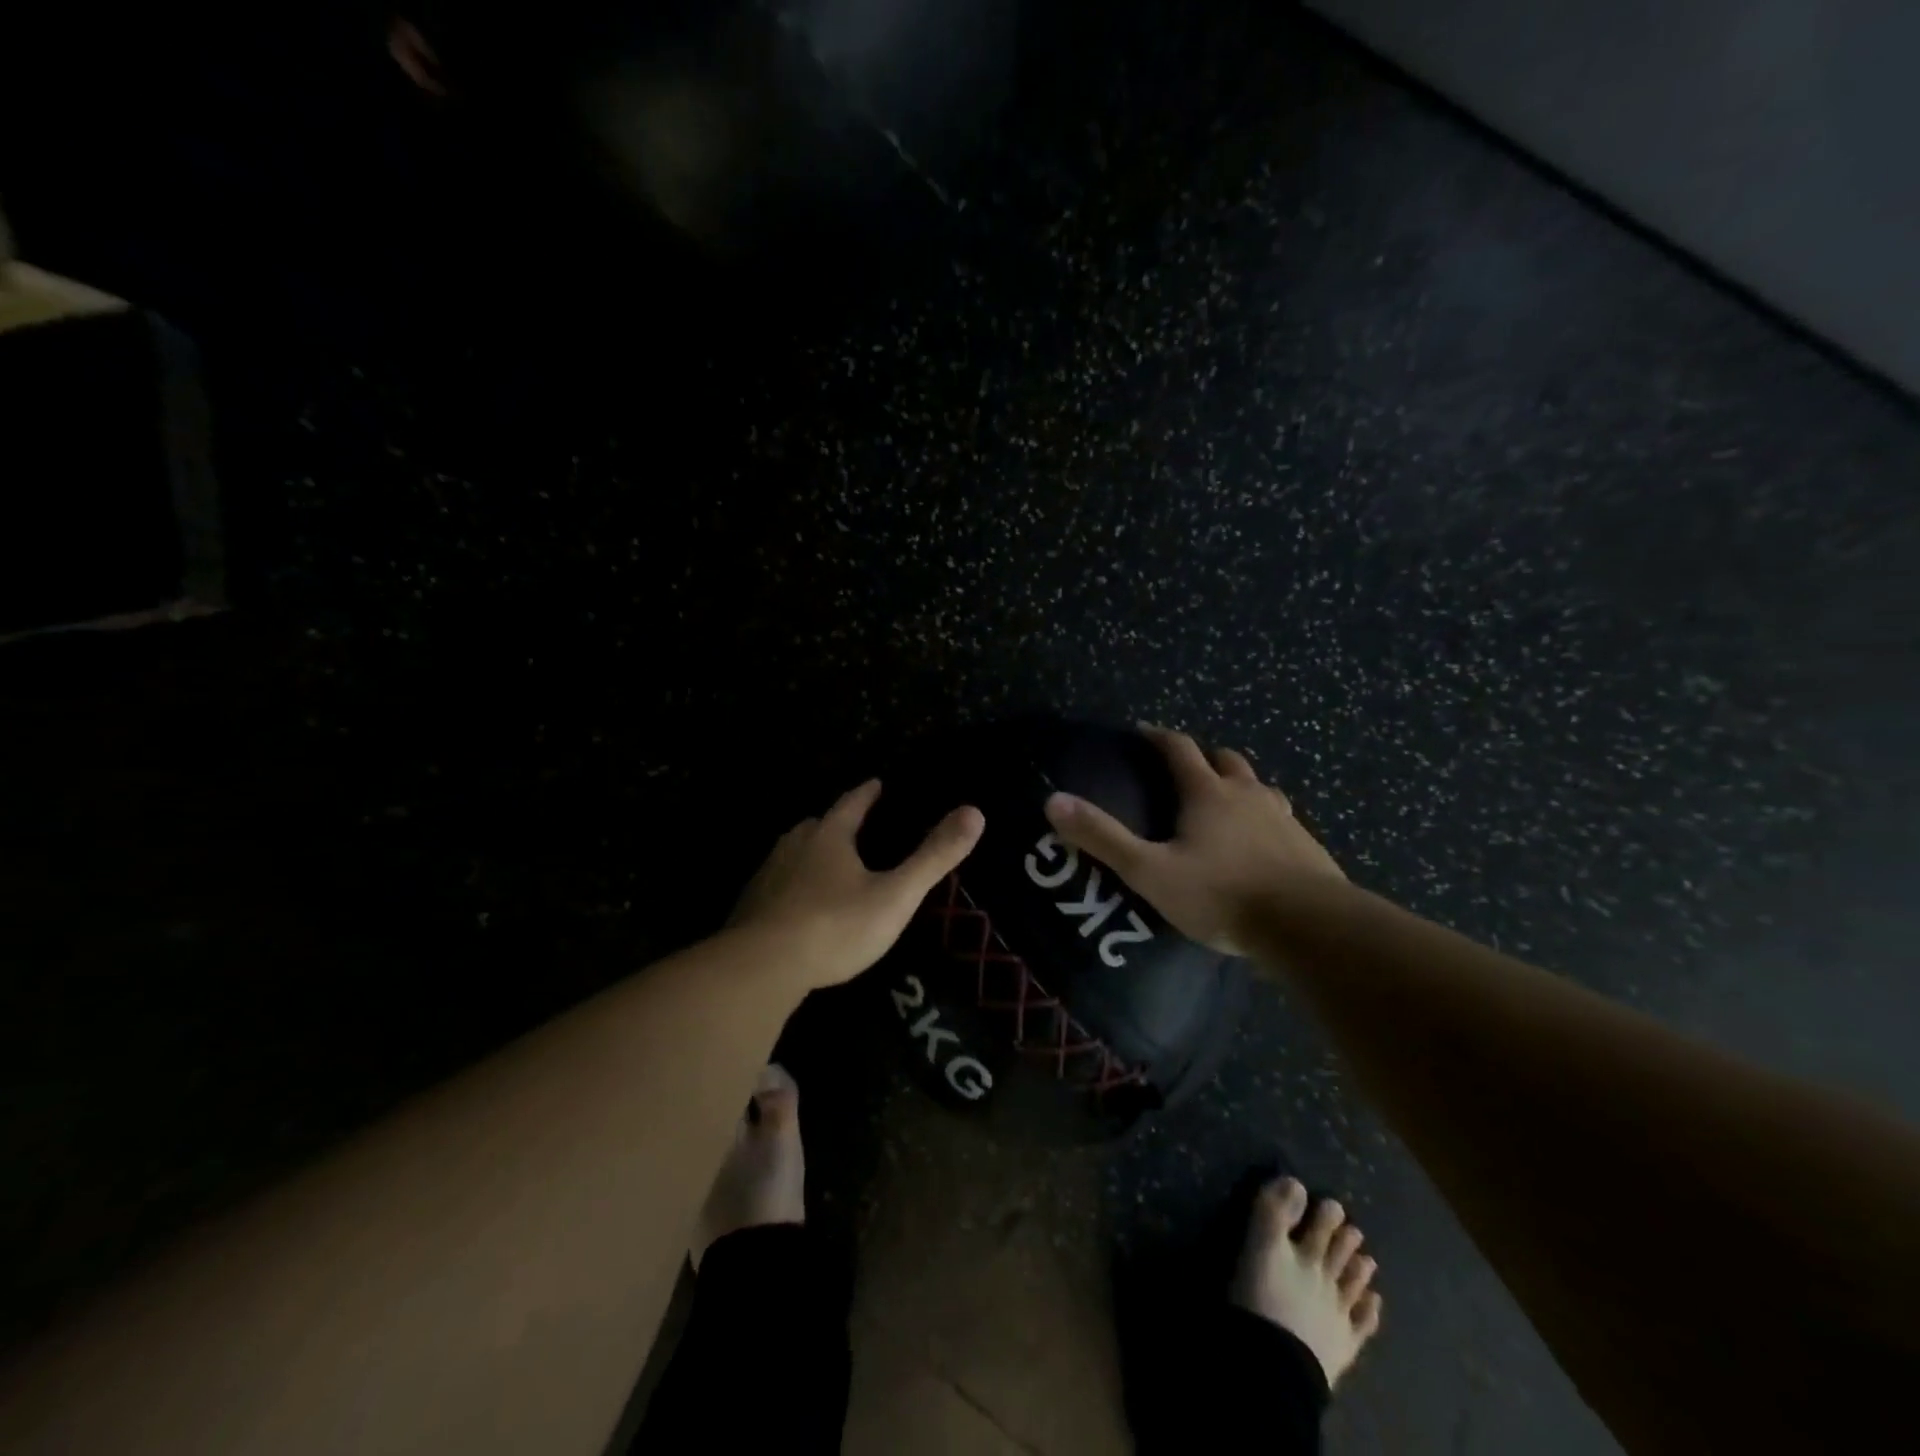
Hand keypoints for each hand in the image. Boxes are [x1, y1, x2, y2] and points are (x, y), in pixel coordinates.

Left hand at [729, 780, 984, 989]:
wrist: (761, 968)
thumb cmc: (835, 926)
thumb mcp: (895, 895)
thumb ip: (933, 857)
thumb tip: (975, 811)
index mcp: (828, 836)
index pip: (851, 803)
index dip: (868, 793)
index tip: (878, 783)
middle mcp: (793, 846)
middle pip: (817, 825)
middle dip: (837, 823)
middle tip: (855, 827)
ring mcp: (767, 876)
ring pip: (793, 853)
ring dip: (812, 853)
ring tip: (829, 864)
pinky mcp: (749, 907)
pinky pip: (777, 885)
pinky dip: (792, 886)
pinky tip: (799, 906)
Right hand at [1043, 726, 1344, 955]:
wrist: (1308, 925)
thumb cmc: (1221, 894)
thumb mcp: (1150, 871)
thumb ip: (1102, 838)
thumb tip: (1053, 800)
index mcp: (1207, 793)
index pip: (1179, 749)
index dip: (1158, 736)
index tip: (1142, 731)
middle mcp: (1246, 795)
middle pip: (1225, 760)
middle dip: (1202, 757)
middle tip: (1183, 769)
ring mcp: (1282, 818)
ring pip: (1258, 787)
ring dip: (1238, 785)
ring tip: (1224, 802)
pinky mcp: (1307, 846)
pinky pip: (1280, 819)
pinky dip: (1263, 819)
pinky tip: (1260, 844)